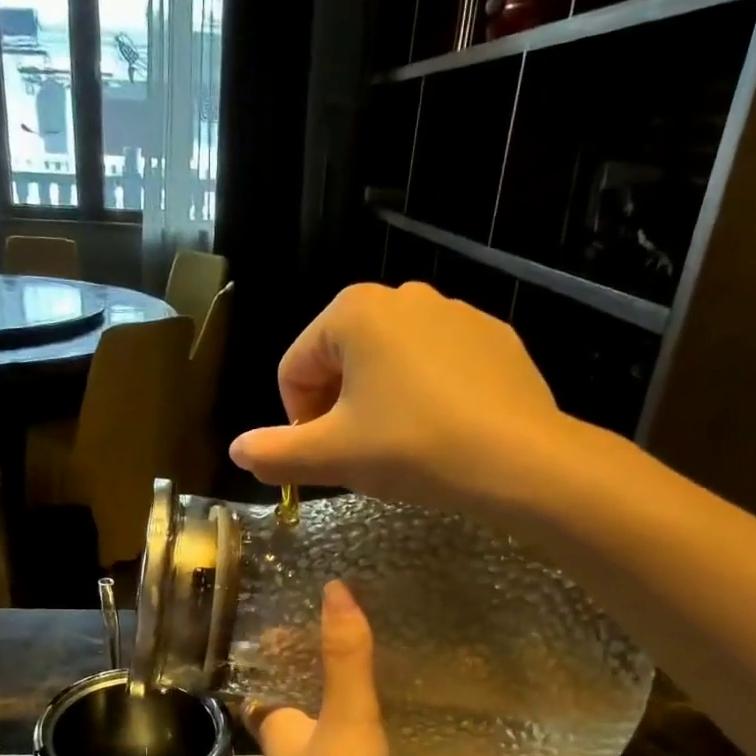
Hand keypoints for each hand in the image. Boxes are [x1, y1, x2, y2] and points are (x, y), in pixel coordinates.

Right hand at [229, 282, 565, 514]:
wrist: (518, 460)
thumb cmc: (411, 447)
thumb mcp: (331, 456)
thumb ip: (274, 453)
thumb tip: (237, 451)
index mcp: (353, 311)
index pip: (295, 368)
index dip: (296, 419)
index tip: (321, 456)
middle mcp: (403, 295)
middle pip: (341, 359)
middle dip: (337, 408)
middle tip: (357, 455)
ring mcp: (454, 312)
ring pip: (389, 362)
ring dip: (378, 402)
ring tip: (400, 446)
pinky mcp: (493, 337)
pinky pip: (436, 365)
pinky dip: (424, 395)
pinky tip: (441, 432)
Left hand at [255, 581, 418, 755]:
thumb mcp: (346, 721)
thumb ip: (346, 658)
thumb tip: (336, 587)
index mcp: (281, 730)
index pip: (269, 682)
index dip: (278, 652)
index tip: (302, 616)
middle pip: (305, 706)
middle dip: (325, 674)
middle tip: (359, 631)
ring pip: (340, 736)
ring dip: (357, 708)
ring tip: (390, 665)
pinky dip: (385, 745)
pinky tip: (414, 728)